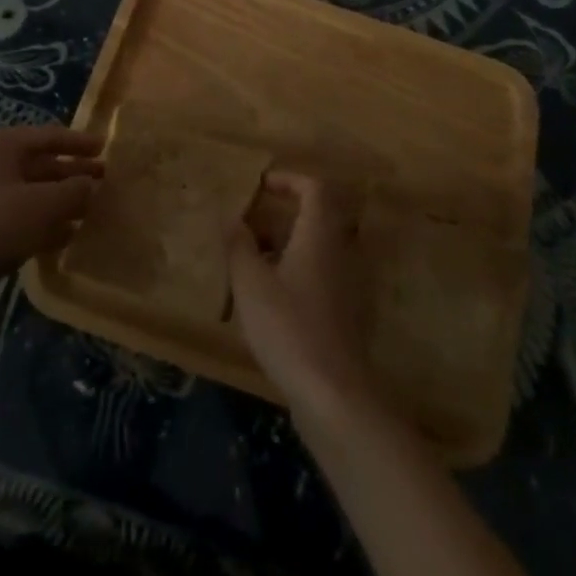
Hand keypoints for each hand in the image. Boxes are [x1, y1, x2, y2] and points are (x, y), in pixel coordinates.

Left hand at [0, 127, 102, 287]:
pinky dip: (44, 223)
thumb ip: (74, 191)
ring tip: (91, 212)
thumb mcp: (44, 204)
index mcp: (2, 144)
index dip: (79, 142)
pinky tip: (66, 237)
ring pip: (32, 193)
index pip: (50, 135)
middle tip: (105, 182)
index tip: (105, 147)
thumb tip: (91, 186)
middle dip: (73, 174)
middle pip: (41, 164)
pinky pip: (20, 217)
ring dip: (61, 201)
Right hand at [227, 174, 376, 416]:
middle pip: (317, 217)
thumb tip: (230, 215)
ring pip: (317, 247)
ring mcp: (345, 284)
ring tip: (251, 261)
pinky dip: (295, 270)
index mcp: (319, 236)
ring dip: (286, 244)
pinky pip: (319, 274)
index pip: (315, 188)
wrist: (334, 395)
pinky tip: (269, 297)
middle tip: (251, 224)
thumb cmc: (289, 328)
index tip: (261, 186)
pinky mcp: (344, 312)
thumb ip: (239, 245)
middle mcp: (339, 252)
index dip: (289, 180)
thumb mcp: (251, 284)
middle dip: (283, 214)